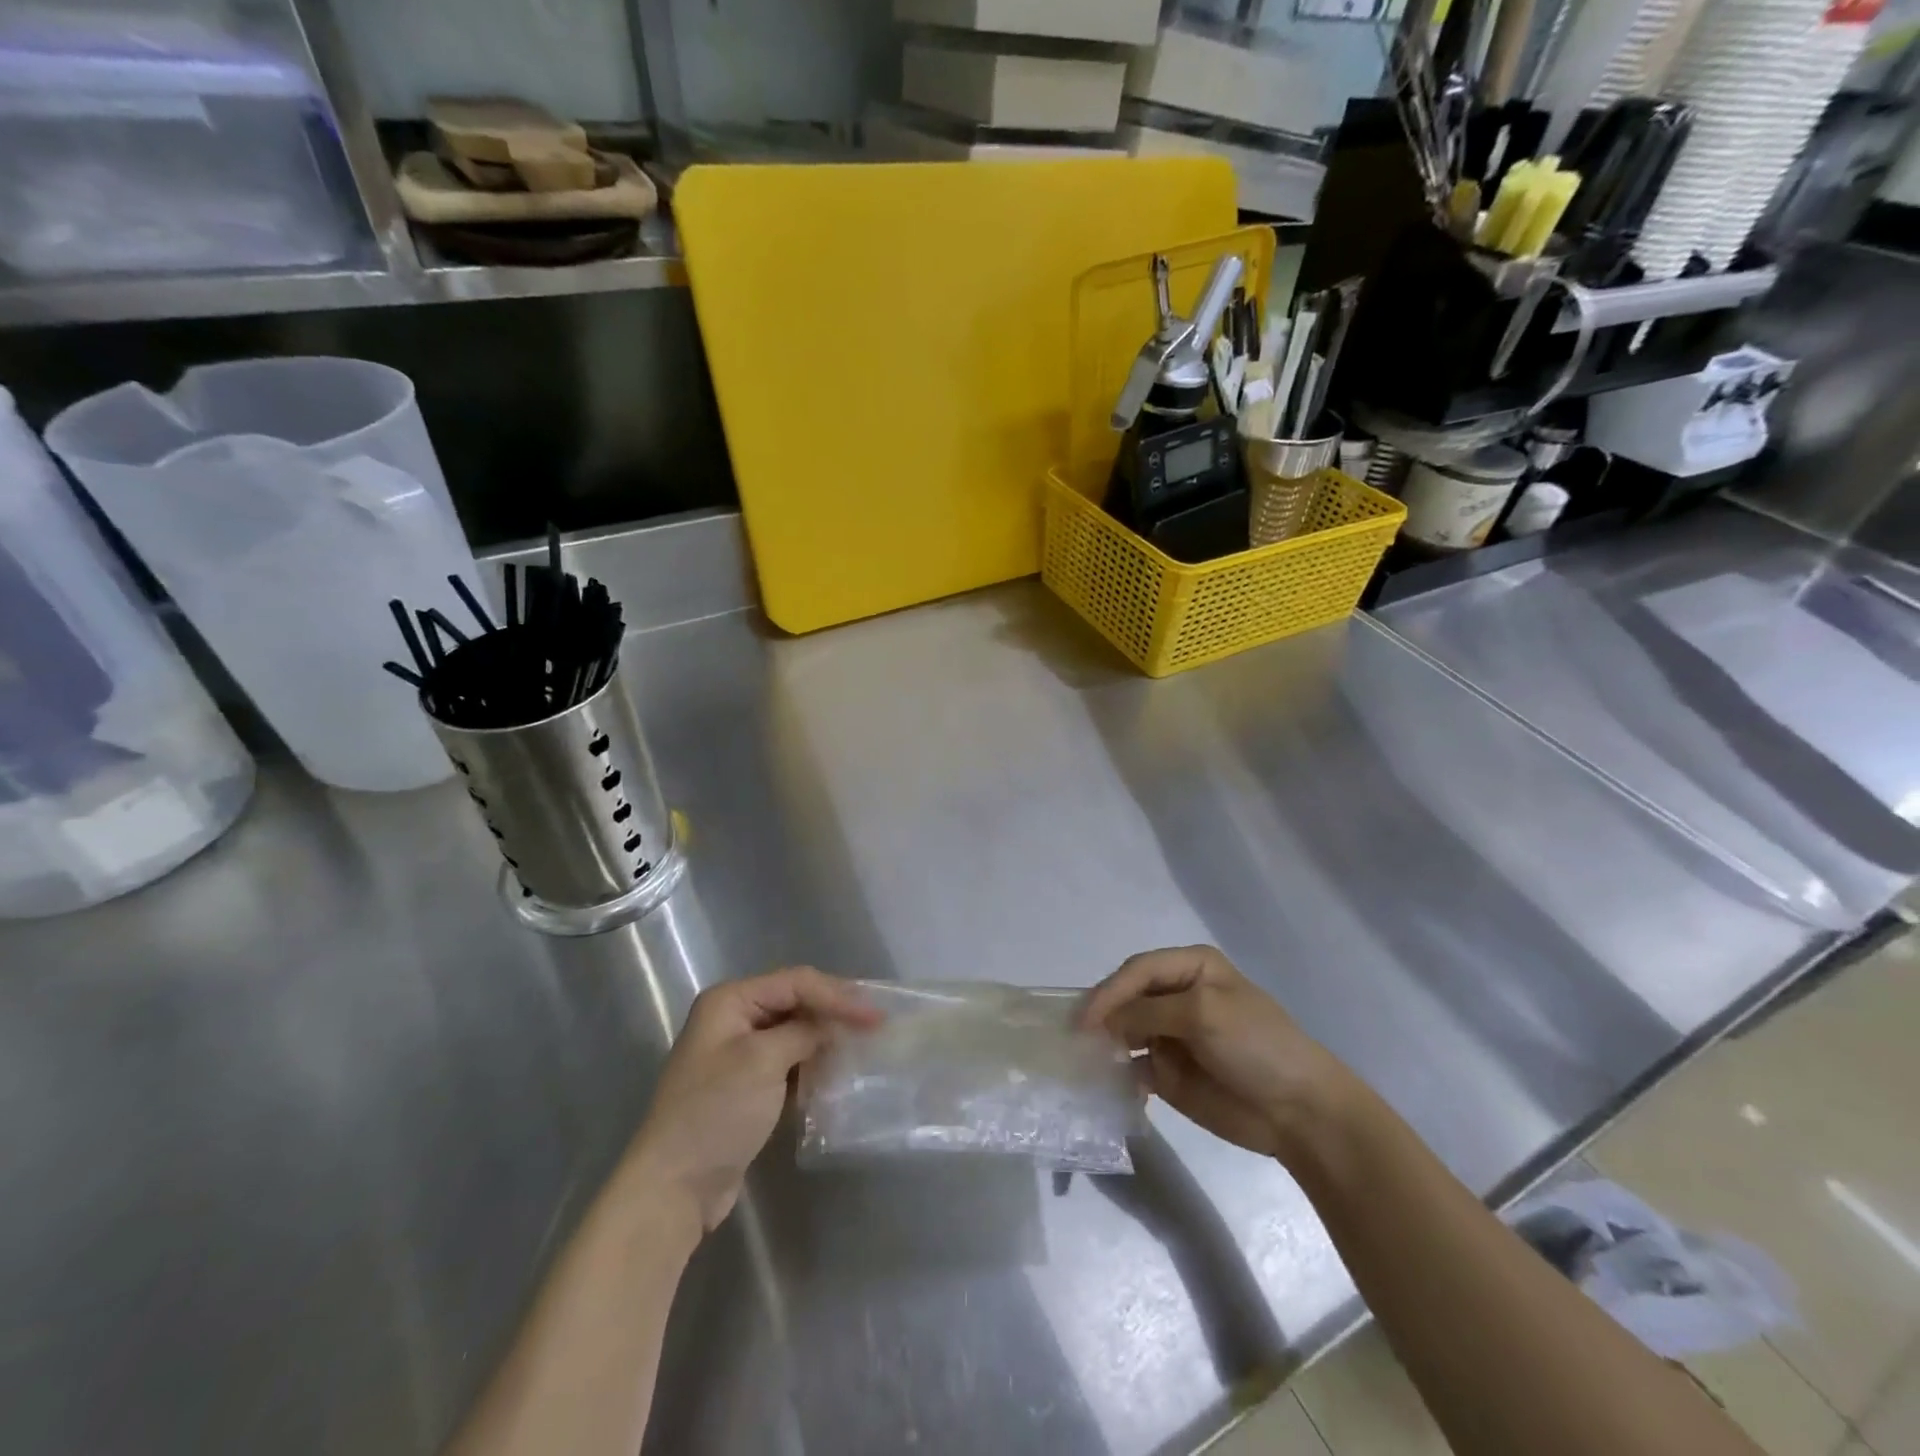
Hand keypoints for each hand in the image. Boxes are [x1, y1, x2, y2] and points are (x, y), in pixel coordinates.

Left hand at [626, 968, 879, 1234]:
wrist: (674, 1188)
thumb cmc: (716, 1113)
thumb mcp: (763, 1062)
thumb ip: (804, 1033)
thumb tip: (833, 1027)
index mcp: (730, 1001)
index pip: (796, 982)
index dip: (838, 995)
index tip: (876, 1016)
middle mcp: (733, 1019)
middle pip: (796, 1002)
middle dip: (834, 1012)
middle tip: (875, 1025)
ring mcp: (738, 1054)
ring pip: (795, 1032)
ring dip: (826, 1039)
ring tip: (863, 1046)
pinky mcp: (747, 1086)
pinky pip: (788, 1062)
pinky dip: (813, 1064)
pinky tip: (837, 1073)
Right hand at [1080, 946, 1349, 1159]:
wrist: (1300, 1111)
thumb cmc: (1256, 1046)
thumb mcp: (1203, 1014)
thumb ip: (1149, 1012)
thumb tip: (1103, 1022)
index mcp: (1191, 967)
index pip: (1137, 970)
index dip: (1109, 991)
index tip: (1085, 1020)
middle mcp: (1177, 995)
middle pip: (1126, 997)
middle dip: (1102, 1014)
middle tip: (1075, 1038)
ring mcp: (1171, 1034)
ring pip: (1124, 1031)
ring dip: (1104, 1043)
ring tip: (1083, 1060)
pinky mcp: (1168, 1072)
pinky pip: (1132, 1067)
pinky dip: (1116, 1073)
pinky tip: (1107, 1084)